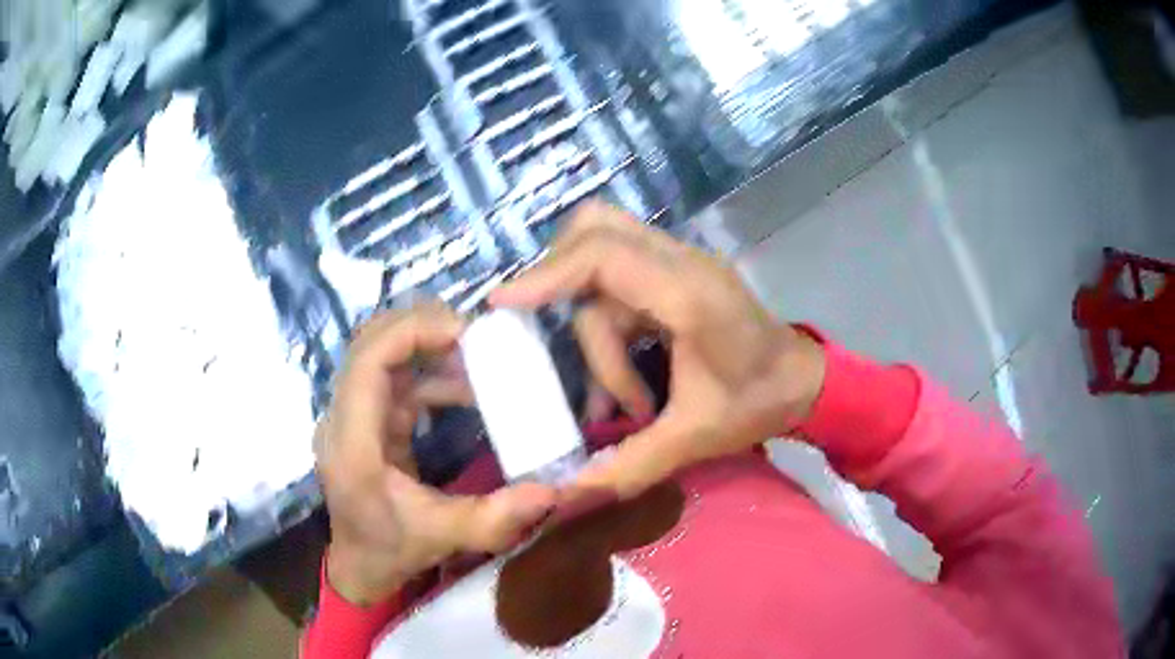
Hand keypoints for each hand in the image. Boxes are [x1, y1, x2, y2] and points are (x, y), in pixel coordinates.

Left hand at [316, 303, 556, 604]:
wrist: (361, 566)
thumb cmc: (392, 550)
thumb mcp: (444, 536)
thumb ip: (495, 517)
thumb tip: (552, 491)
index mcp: (353, 443)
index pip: (367, 361)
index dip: (411, 333)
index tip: (463, 332)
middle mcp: (344, 419)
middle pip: (369, 343)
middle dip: (421, 329)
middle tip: (476, 336)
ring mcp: (353, 416)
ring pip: (381, 354)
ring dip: (428, 349)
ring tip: (479, 359)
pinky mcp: (368, 420)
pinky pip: (396, 379)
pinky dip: (431, 374)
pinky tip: (467, 389)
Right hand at [491, 201, 825, 498]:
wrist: (803, 382)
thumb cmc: (758, 404)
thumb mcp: (694, 439)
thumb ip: (629, 464)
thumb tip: (566, 493)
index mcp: (689, 296)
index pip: (604, 257)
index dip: (547, 275)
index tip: (500, 303)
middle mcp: (681, 264)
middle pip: (597, 229)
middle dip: (558, 276)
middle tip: (538, 324)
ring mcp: (679, 264)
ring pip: (603, 266)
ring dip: (597, 335)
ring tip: (622, 401)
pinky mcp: (676, 276)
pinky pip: (619, 282)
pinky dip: (608, 330)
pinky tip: (624, 383)